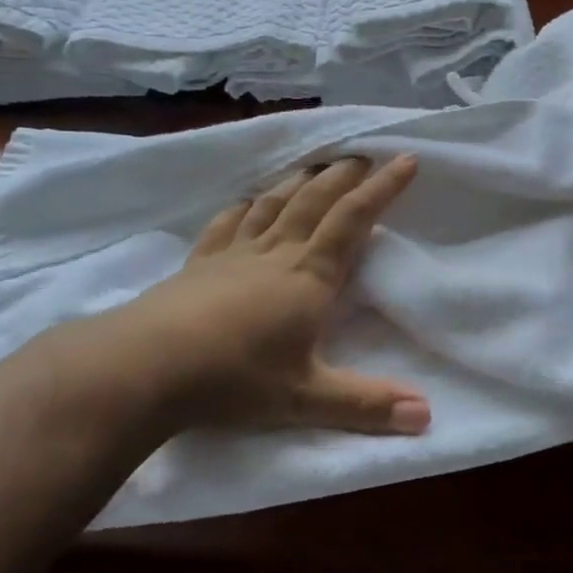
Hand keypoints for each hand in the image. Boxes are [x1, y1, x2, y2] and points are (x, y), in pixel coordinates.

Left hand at [45, 156, 430, 437]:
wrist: (145, 367)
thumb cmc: (234, 379)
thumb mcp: (306, 398)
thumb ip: (367, 405)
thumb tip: (427, 417)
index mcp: (309, 277)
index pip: (353, 220)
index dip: (382, 189)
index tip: (406, 160)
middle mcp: (275, 255)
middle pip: (315, 201)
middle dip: (344, 176)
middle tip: (363, 155)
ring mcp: (233, 255)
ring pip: (273, 205)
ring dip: (298, 181)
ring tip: (315, 166)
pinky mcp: (198, 265)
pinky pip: (227, 225)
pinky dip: (242, 207)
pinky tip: (245, 200)